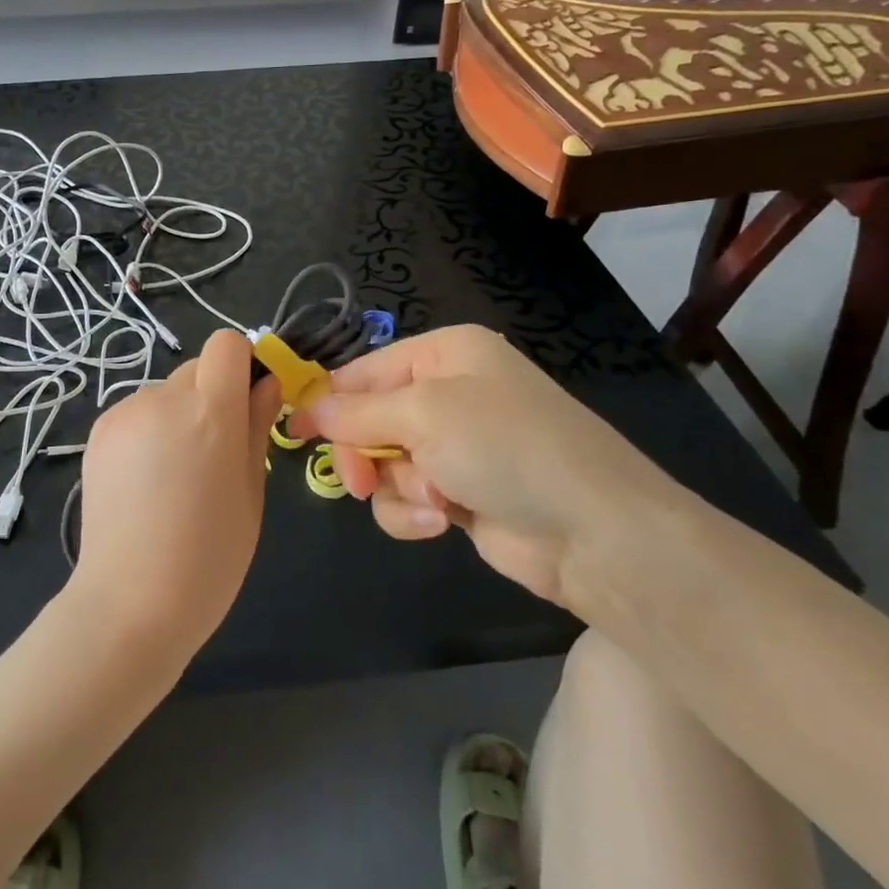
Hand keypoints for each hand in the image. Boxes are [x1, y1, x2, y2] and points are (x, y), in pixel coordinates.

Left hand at [71, 330, 279, 657]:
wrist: (129, 604)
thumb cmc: (209, 558)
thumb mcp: (251, 492)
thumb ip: (257, 427)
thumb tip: (267, 384)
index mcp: (211, 411)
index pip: (227, 343)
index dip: (241, 365)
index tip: (247, 402)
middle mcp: (164, 398)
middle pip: (197, 368)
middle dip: (212, 396)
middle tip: (214, 453)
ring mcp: (125, 413)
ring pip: (165, 393)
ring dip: (178, 416)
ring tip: (174, 477)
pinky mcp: (98, 432)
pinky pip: (136, 414)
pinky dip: (148, 433)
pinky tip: (144, 483)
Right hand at [289, 325, 672, 606]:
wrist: (596, 534)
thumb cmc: (505, 447)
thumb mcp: (423, 414)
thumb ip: (355, 412)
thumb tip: (305, 407)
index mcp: (445, 354)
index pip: (363, 371)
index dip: (326, 400)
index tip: (292, 432)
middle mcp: (449, 393)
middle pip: (369, 419)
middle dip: (364, 452)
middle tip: (358, 480)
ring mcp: (457, 446)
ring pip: (385, 463)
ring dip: (398, 486)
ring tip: (431, 501)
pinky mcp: (462, 493)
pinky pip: (409, 497)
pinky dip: (415, 512)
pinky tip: (442, 522)